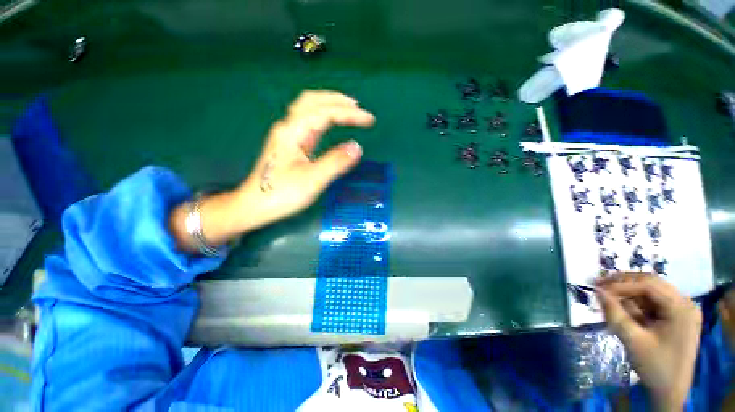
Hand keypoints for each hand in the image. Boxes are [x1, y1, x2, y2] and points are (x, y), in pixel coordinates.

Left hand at [169, 90, 374, 250]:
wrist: (254, 206)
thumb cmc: (281, 194)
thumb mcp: (312, 180)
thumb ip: (335, 162)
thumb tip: (357, 147)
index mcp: (292, 132)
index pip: (324, 113)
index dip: (349, 114)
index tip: (369, 120)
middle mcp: (288, 127)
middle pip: (312, 101)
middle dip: (337, 100)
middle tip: (358, 107)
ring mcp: (288, 135)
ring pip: (308, 109)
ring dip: (329, 105)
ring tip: (348, 109)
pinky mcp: (291, 144)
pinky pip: (308, 122)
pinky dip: (323, 117)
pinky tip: (331, 123)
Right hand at [596, 274, 701, 410]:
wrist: (670, 392)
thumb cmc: (655, 367)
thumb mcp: (632, 340)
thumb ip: (615, 314)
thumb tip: (597, 291)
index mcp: (681, 308)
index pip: (648, 285)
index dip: (621, 284)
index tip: (597, 288)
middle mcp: (685, 303)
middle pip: (651, 283)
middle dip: (623, 283)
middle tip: (598, 284)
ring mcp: (682, 310)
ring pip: (650, 291)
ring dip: (627, 292)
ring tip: (606, 296)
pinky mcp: (676, 316)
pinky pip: (652, 302)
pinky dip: (635, 303)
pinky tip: (621, 307)